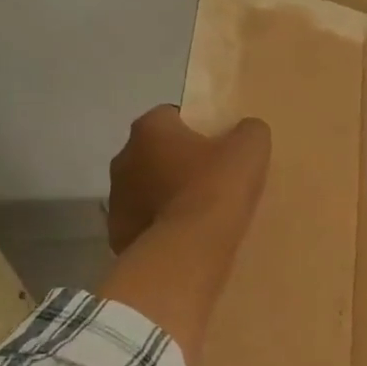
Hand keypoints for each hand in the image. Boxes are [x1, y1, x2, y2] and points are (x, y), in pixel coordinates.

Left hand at [106, 105, 269, 254]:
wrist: (188, 249)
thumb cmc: (217, 189)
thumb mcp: (250, 149)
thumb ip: (248, 131)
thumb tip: (246, 131)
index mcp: (150, 129)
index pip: (171, 115)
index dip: (197, 129)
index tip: (218, 147)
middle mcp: (124, 157)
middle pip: (155, 152)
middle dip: (177, 161)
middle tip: (210, 180)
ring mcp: (116, 197)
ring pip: (145, 187)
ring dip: (165, 194)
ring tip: (198, 212)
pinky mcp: (117, 232)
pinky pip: (143, 221)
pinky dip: (159, 225)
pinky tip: (184, 236)